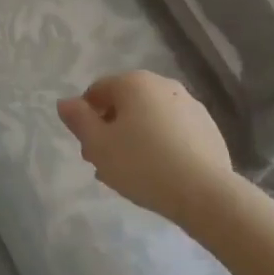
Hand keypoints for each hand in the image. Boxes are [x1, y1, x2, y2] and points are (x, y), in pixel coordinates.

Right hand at [56, 71, 236, 230]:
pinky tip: (159, 173)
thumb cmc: (142, 164)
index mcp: (134, 82)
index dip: (86, 118)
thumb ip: (78, 120)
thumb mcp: (98, 145)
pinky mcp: (208, 128)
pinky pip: (174, 131)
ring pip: (150, 118)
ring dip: (135, 137)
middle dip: (111, 129)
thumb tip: (65, 102)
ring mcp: (190, 105)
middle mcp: (163, 84)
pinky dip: (161, 144)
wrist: (205, 192)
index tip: (88, 148)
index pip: (97, 91)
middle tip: (105, 163)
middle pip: (125, 103)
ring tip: (131, 173)